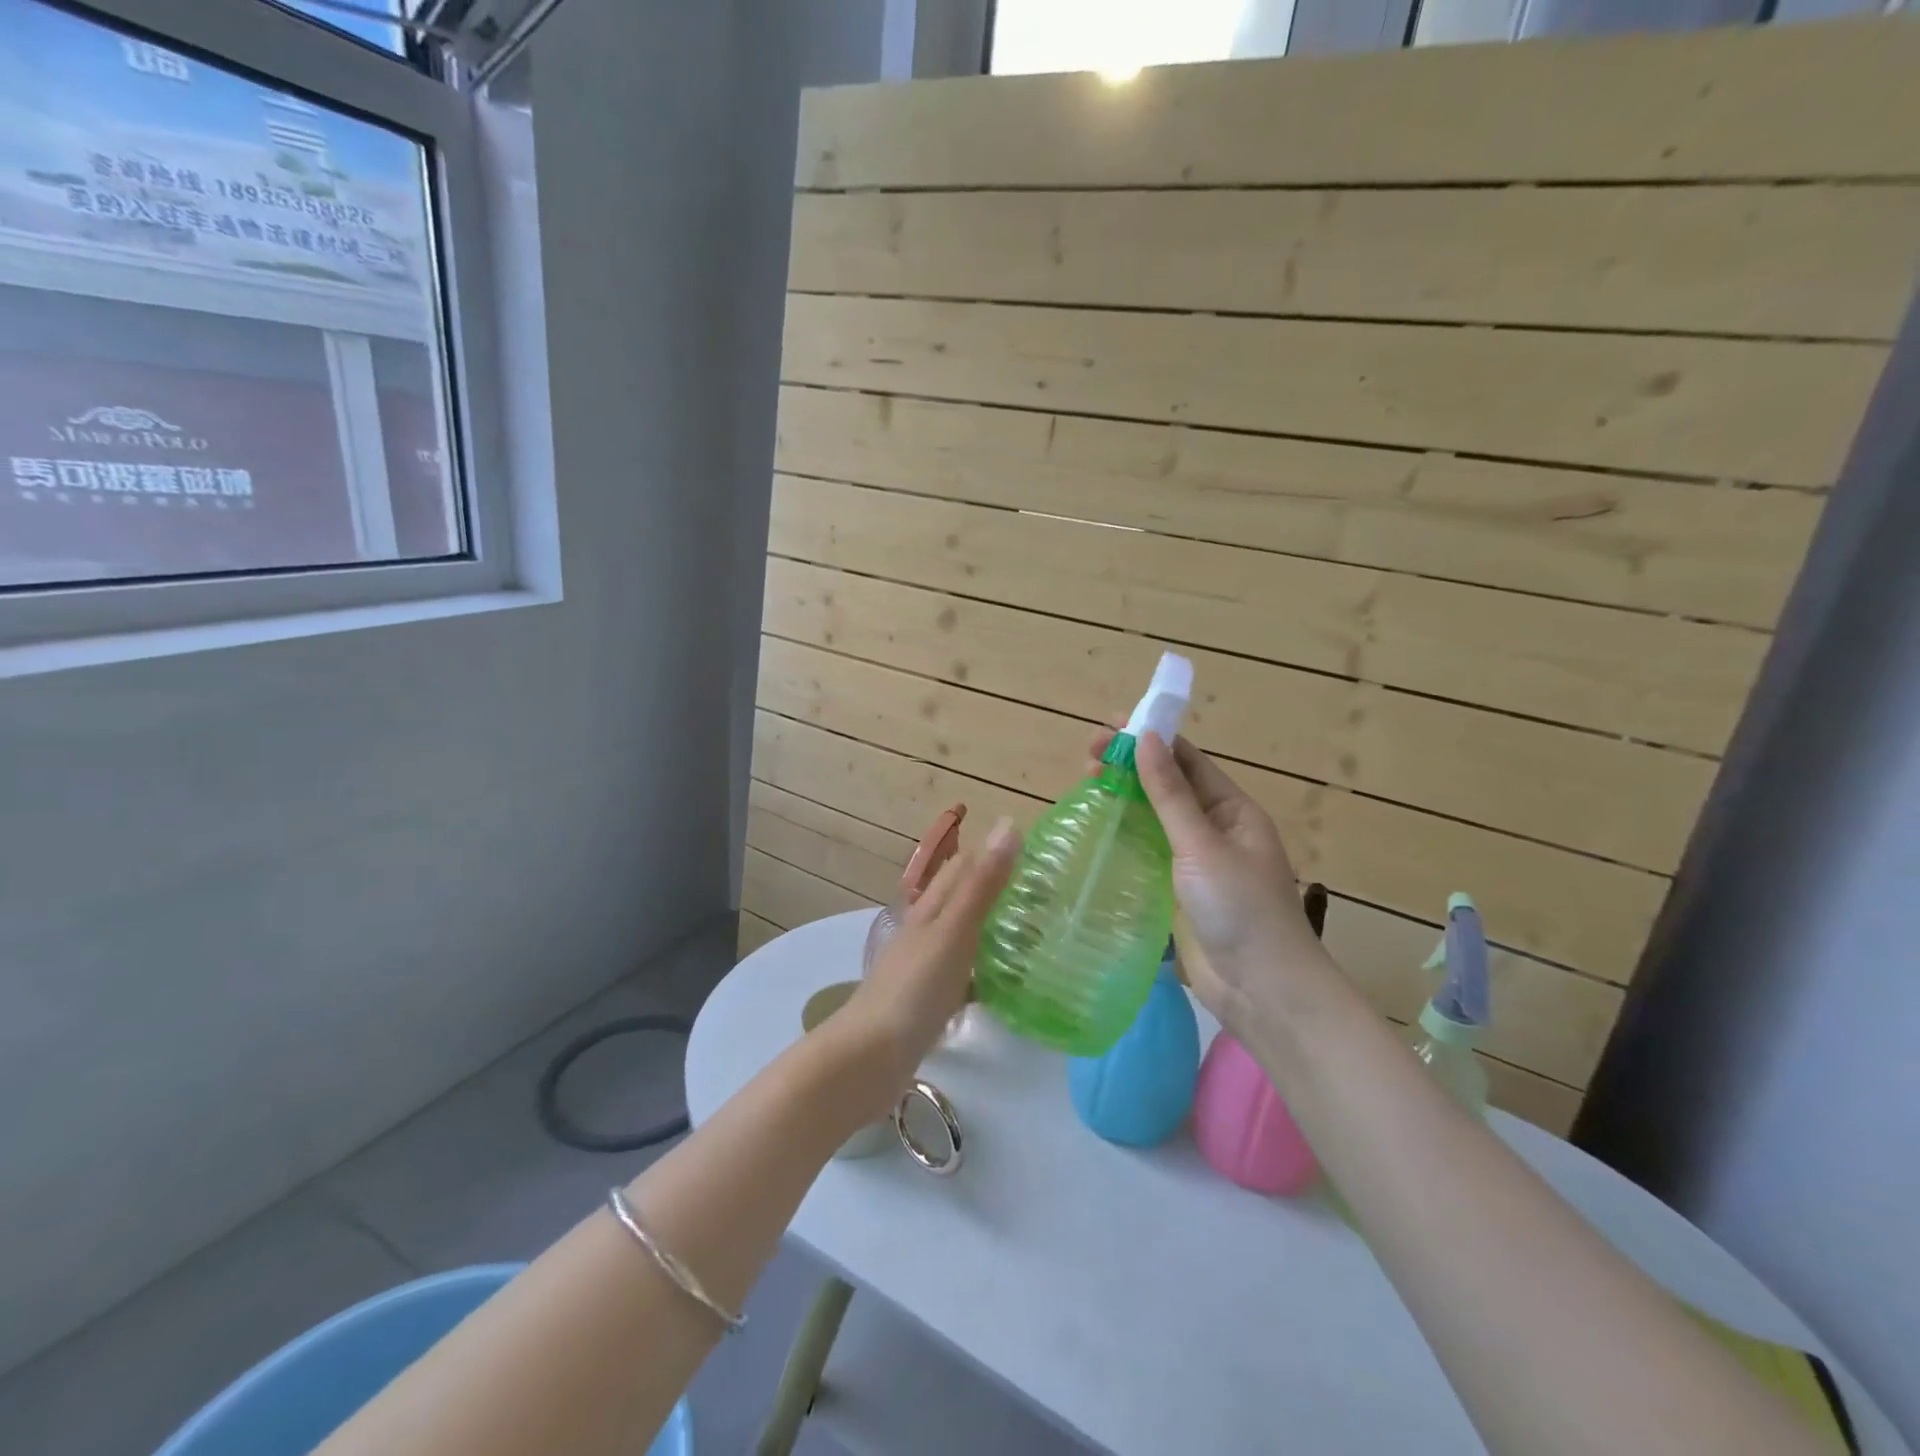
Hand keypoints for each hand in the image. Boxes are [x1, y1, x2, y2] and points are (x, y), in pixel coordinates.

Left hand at [841, 817, 1018, 1101]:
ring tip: (1038, 937)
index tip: (1039, 857)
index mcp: (930, 907)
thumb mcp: (954, 930)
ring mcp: (926, 965)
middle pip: (965, 899)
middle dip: (1000, 892)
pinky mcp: (929, 999)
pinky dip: (987, 972)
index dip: (996, 853)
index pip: (964, 865)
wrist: (871, 1057)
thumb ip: (982, 884)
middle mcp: (927, 929)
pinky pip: (965, 974)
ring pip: (966, 936)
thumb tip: (1008, 824)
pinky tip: (1010, 986)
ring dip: (995, 931)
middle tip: (1048, 900)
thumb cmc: (915, 988)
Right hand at [1087, 725, 1338, 1035]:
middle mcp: (1213, 830)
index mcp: (1232, 810)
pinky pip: (1146, 855)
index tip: (1108, 728)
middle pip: (1166, 788)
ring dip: (1123, 801)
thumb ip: (1170, 793)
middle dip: (1129, 769)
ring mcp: (1194, 864)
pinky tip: (1095, 833)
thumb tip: (1145, 737)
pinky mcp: (1175, 893)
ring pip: (1152, 821)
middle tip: (1087, 760)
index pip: (1186, 761)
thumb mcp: (1202, 844)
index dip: (1149, 739)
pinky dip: (1122, 839)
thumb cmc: (1240, 908)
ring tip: (1085, 786)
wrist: (1261, 990)